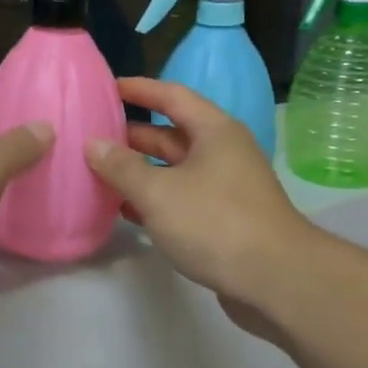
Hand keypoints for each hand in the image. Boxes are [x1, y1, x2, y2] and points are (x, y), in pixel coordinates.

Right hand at [84, 79, 317, 329]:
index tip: (107, 87)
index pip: (172, 96)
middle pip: (171, 134)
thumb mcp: (158, 192)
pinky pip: (180, 198)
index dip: (139, 89)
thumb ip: (122, 167)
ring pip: (174, 170)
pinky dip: (153, 200)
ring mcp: (225, 187)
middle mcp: (222, 153)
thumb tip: (92, 144)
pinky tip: (124, 210)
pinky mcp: (223, 219)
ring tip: (98, 172)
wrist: (276, 280)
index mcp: (214, 131)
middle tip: (91, 136)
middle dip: (132, 135)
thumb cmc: (215, 223)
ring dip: (139, 171)